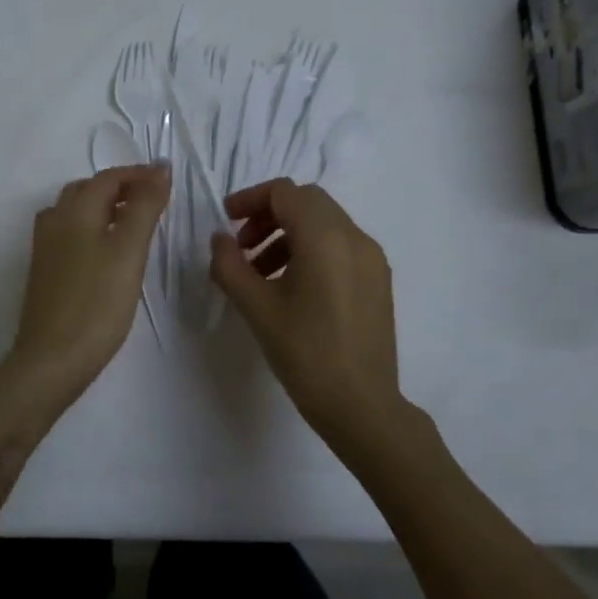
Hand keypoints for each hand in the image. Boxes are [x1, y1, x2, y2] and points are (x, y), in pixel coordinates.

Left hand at [8, 164, 169, 391]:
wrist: (52, 359)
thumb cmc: (97, 303)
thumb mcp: (129, 251)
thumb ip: (144, 206)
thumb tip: (159, 168)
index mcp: (74, 210)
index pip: (108, 178)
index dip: (138, 174)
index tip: (168, 180)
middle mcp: (54, 221)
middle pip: (88, 190)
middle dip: (121, 188)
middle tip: (153, 200)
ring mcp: (45, 248)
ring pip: (75, 212)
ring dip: (104, 207)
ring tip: (133, 223)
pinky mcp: (44, 272)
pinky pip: (69, 234)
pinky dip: (92, 228)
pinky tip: (106, 251)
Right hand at [210, 179, 406, 450]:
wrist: (363, 406)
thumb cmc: (306, 354)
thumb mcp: (257, 308)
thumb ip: (230, 265)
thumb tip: (219, 239)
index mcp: (325, 237)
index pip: (284, 192)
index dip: (250, 199)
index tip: (226, 221)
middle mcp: (354, 237)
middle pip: (306, 201)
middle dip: (269, 214)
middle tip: (242, 245)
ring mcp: (372, 258)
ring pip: (324, 222)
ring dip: (288, 232)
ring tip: (261, 272)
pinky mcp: (378, 279)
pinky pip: (340, 245)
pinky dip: (311, 249)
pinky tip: (291, 286)